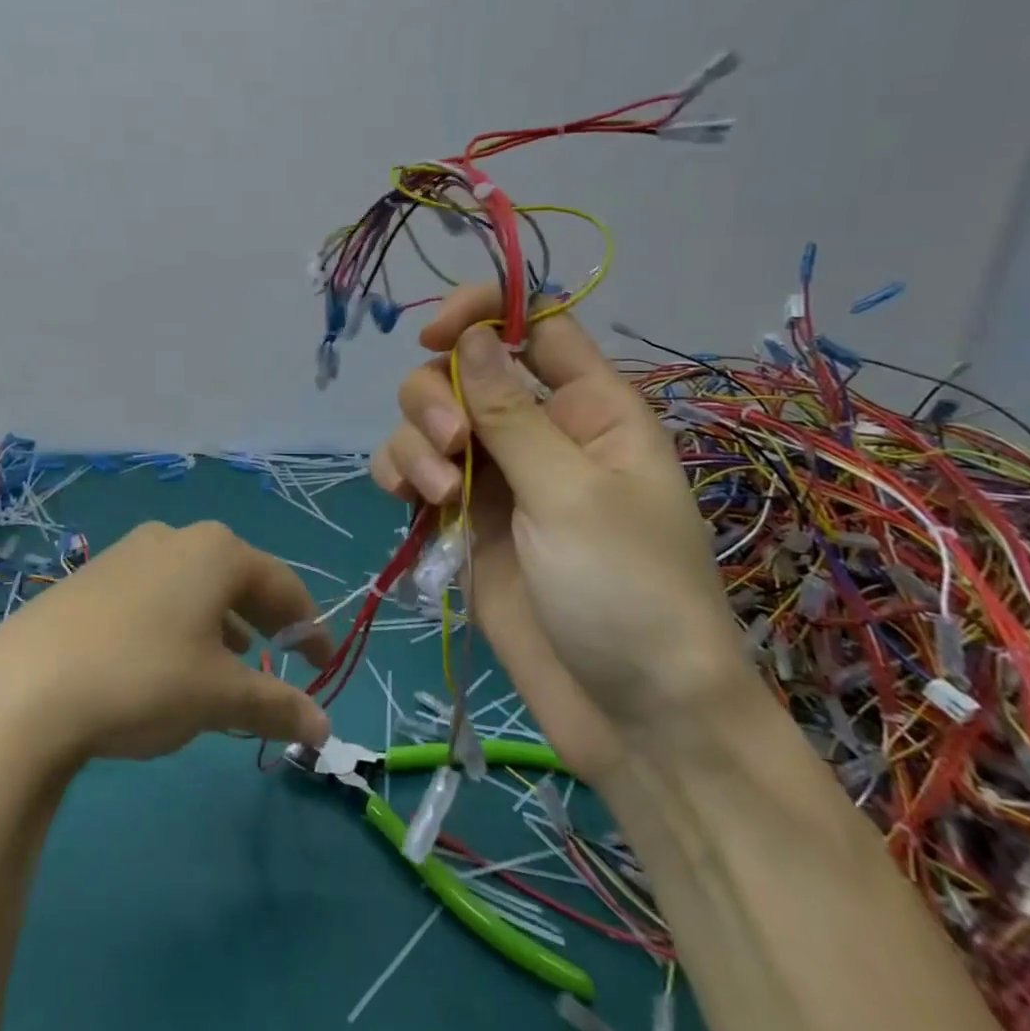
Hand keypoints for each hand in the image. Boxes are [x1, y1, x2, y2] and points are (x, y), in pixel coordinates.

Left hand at [0, 521, 334, 766]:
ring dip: (222, 620)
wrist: (26, 687)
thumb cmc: (144, 679)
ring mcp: (129, 551)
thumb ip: (277, 706)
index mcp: (217, 552)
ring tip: (230, 661)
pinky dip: (180, 620)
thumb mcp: (220, 697)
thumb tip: (324, 728)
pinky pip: (157, 592)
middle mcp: (176, 538)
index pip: (283, 585)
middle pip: (239, 577)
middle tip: (282, 658)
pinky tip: (169, 658)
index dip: (309, 626)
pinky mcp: (93, 575)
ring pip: (195, 584)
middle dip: (265, 619)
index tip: (323, 663)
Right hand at [371, 285, 745, 784]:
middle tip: (451, 448)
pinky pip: (412, 470)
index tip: (437, 334)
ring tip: (438, 497)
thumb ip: (512, 412)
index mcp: (589, 408)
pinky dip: (399, 474)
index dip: (484, 313)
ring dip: (415, 444)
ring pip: (427, 419)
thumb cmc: (628, 594)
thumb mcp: (572, 494)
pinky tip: (408, 505)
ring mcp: (495, 475)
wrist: (630, 717)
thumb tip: (473, 334)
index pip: (534, 325)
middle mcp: (537, 430)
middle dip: (437, 398)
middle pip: (461, 369)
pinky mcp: (462, 518)